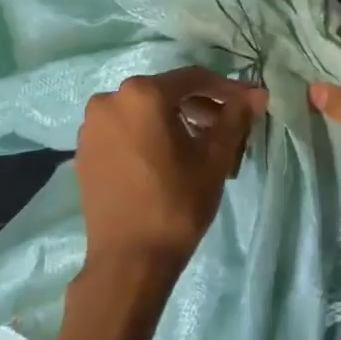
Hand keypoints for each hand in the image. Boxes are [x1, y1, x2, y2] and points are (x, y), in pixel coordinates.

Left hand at [77, 68, 266, 273]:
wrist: (129, 260)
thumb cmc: (177, 203)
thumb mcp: (215, 158)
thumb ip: (235, 118)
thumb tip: (256, 94)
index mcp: (142, 94)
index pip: (194, 79)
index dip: (226, 89)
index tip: (249, 103)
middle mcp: (110, 99)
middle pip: (167, 93)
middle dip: (201, 107)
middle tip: (227, 130)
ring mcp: (92, 126)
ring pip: (145, 111)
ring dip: (175, 121)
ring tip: (200, 147)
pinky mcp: (84, 150)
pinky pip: (125, 130)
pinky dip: (149, 135)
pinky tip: (168, 159)